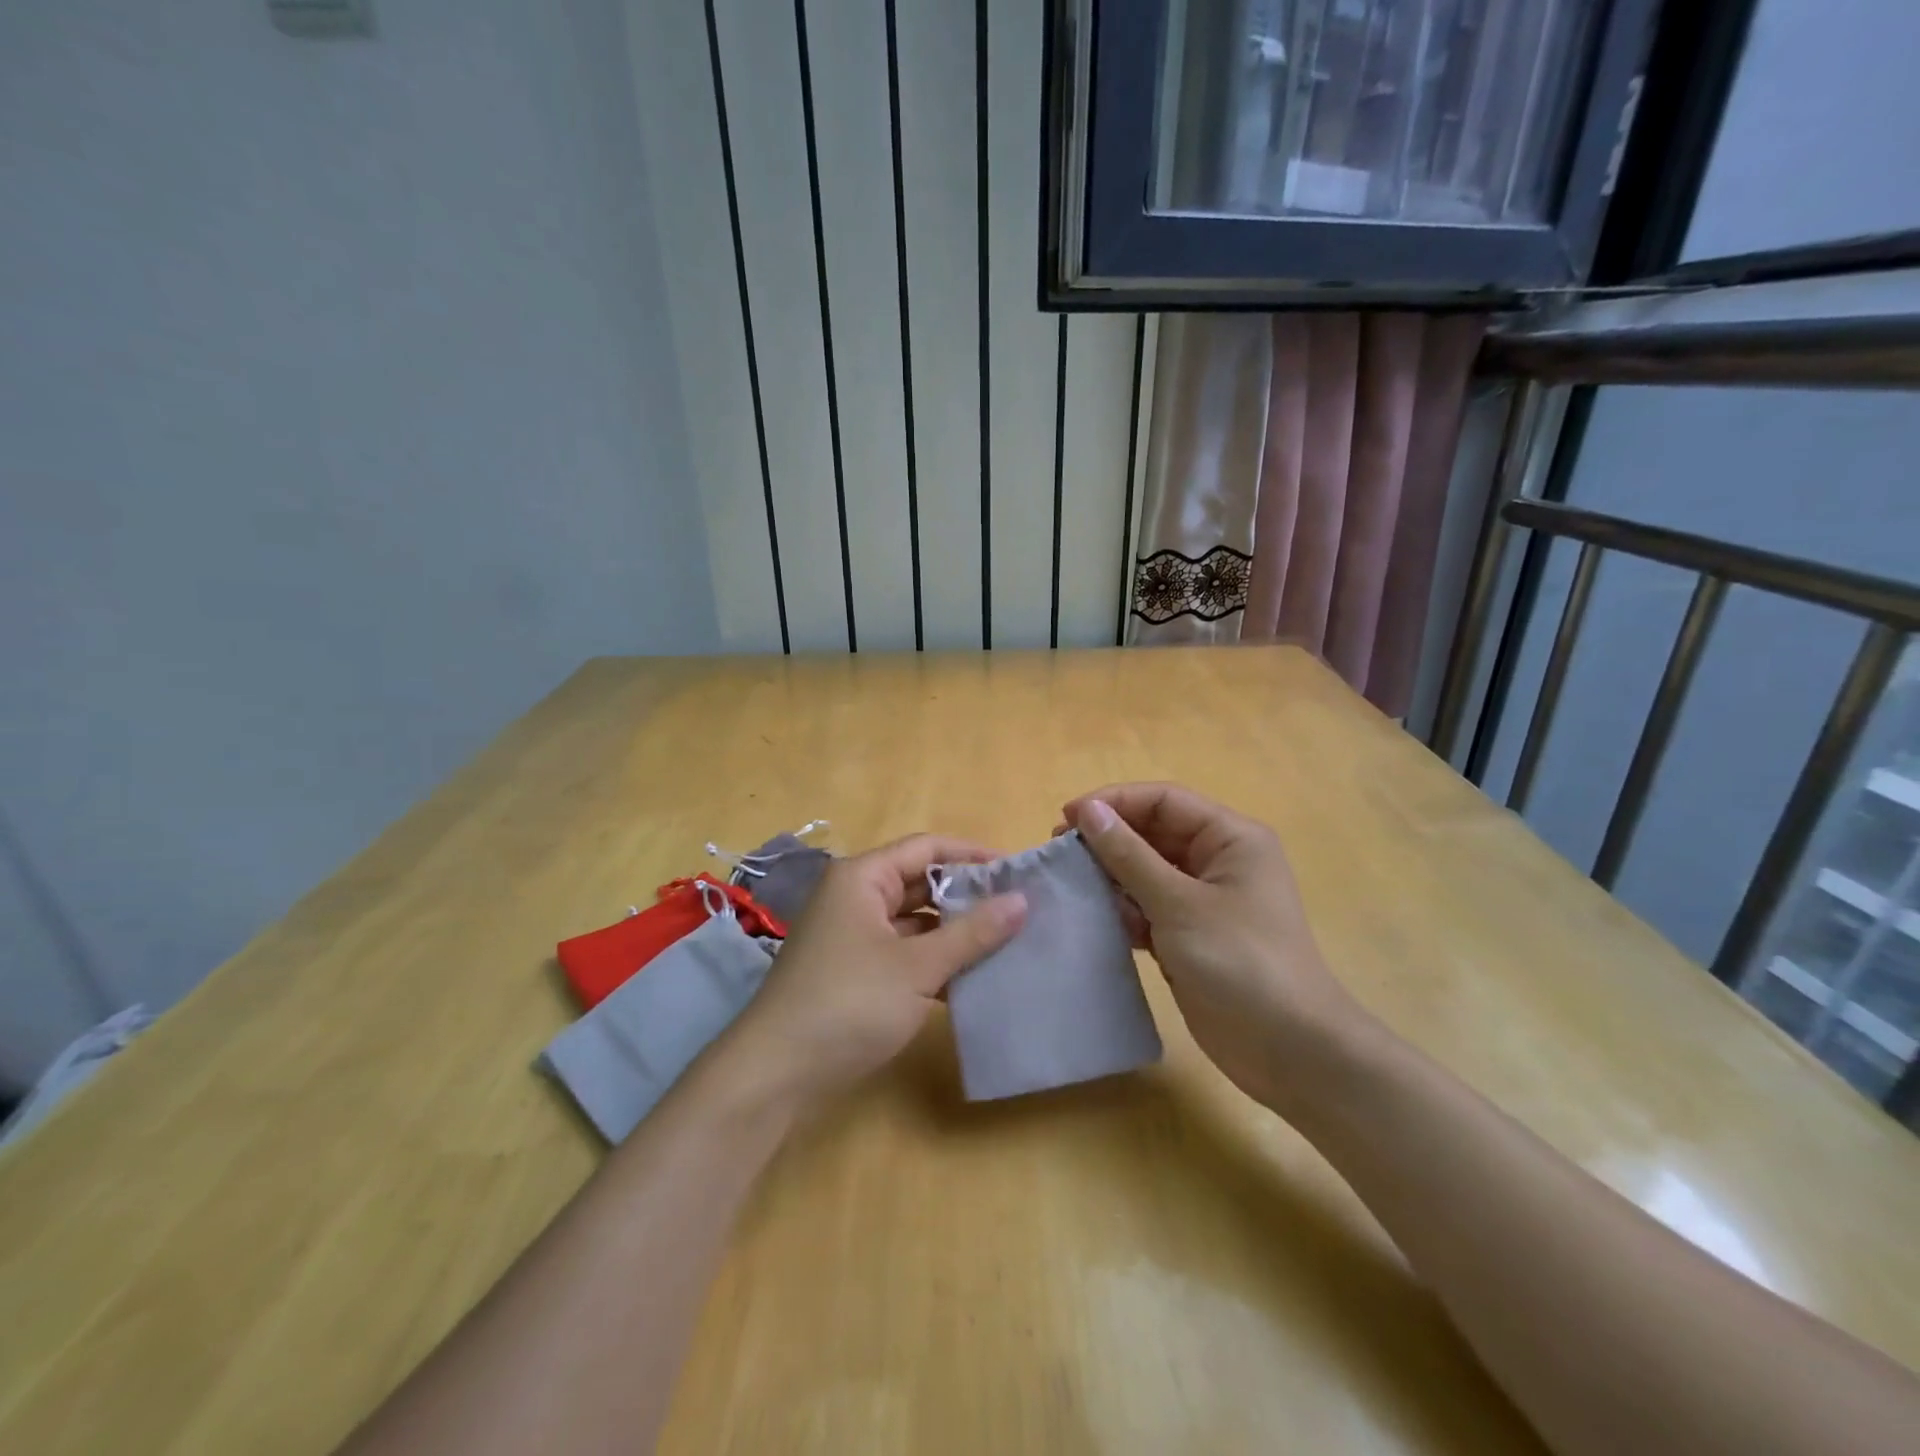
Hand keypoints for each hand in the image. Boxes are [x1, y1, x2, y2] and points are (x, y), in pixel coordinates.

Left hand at [715, 835, 1026, 1111]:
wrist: (776, 1074)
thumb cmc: (849, 1003)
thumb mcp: (918, 966)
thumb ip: (972, 932)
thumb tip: (1021, 900)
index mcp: (863, 878)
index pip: (927, 848)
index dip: (973, 855)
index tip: (1017, 872)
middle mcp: (855, 897)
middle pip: (920, 883)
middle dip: (967, 897)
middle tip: (1019, 911)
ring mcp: (851, 935)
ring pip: (913, 921)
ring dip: (953, 933)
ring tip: (1006, 944)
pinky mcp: (853, 971)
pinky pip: (902, 952)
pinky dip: (933, 962)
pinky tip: (970, 980)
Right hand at [1062, 784, 1364, 1111]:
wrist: (1289, 1050)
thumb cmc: (1240, 962)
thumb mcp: (1179, 903)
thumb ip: (1130, 855)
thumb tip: (1088, 812)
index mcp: (1230, 838)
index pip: (1164, 801)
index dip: (1114, 802)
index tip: (1066, 819)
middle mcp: (1218, 860)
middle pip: (1153, 833)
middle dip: (1108, 840)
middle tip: (1060, 853)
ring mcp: (1204, 900)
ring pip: (1146, 871)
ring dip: (1112, 877)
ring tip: (1073, 887)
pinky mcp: (1190, 935)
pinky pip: (1148, 907)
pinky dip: (1123, 910)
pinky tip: (1098, 920)